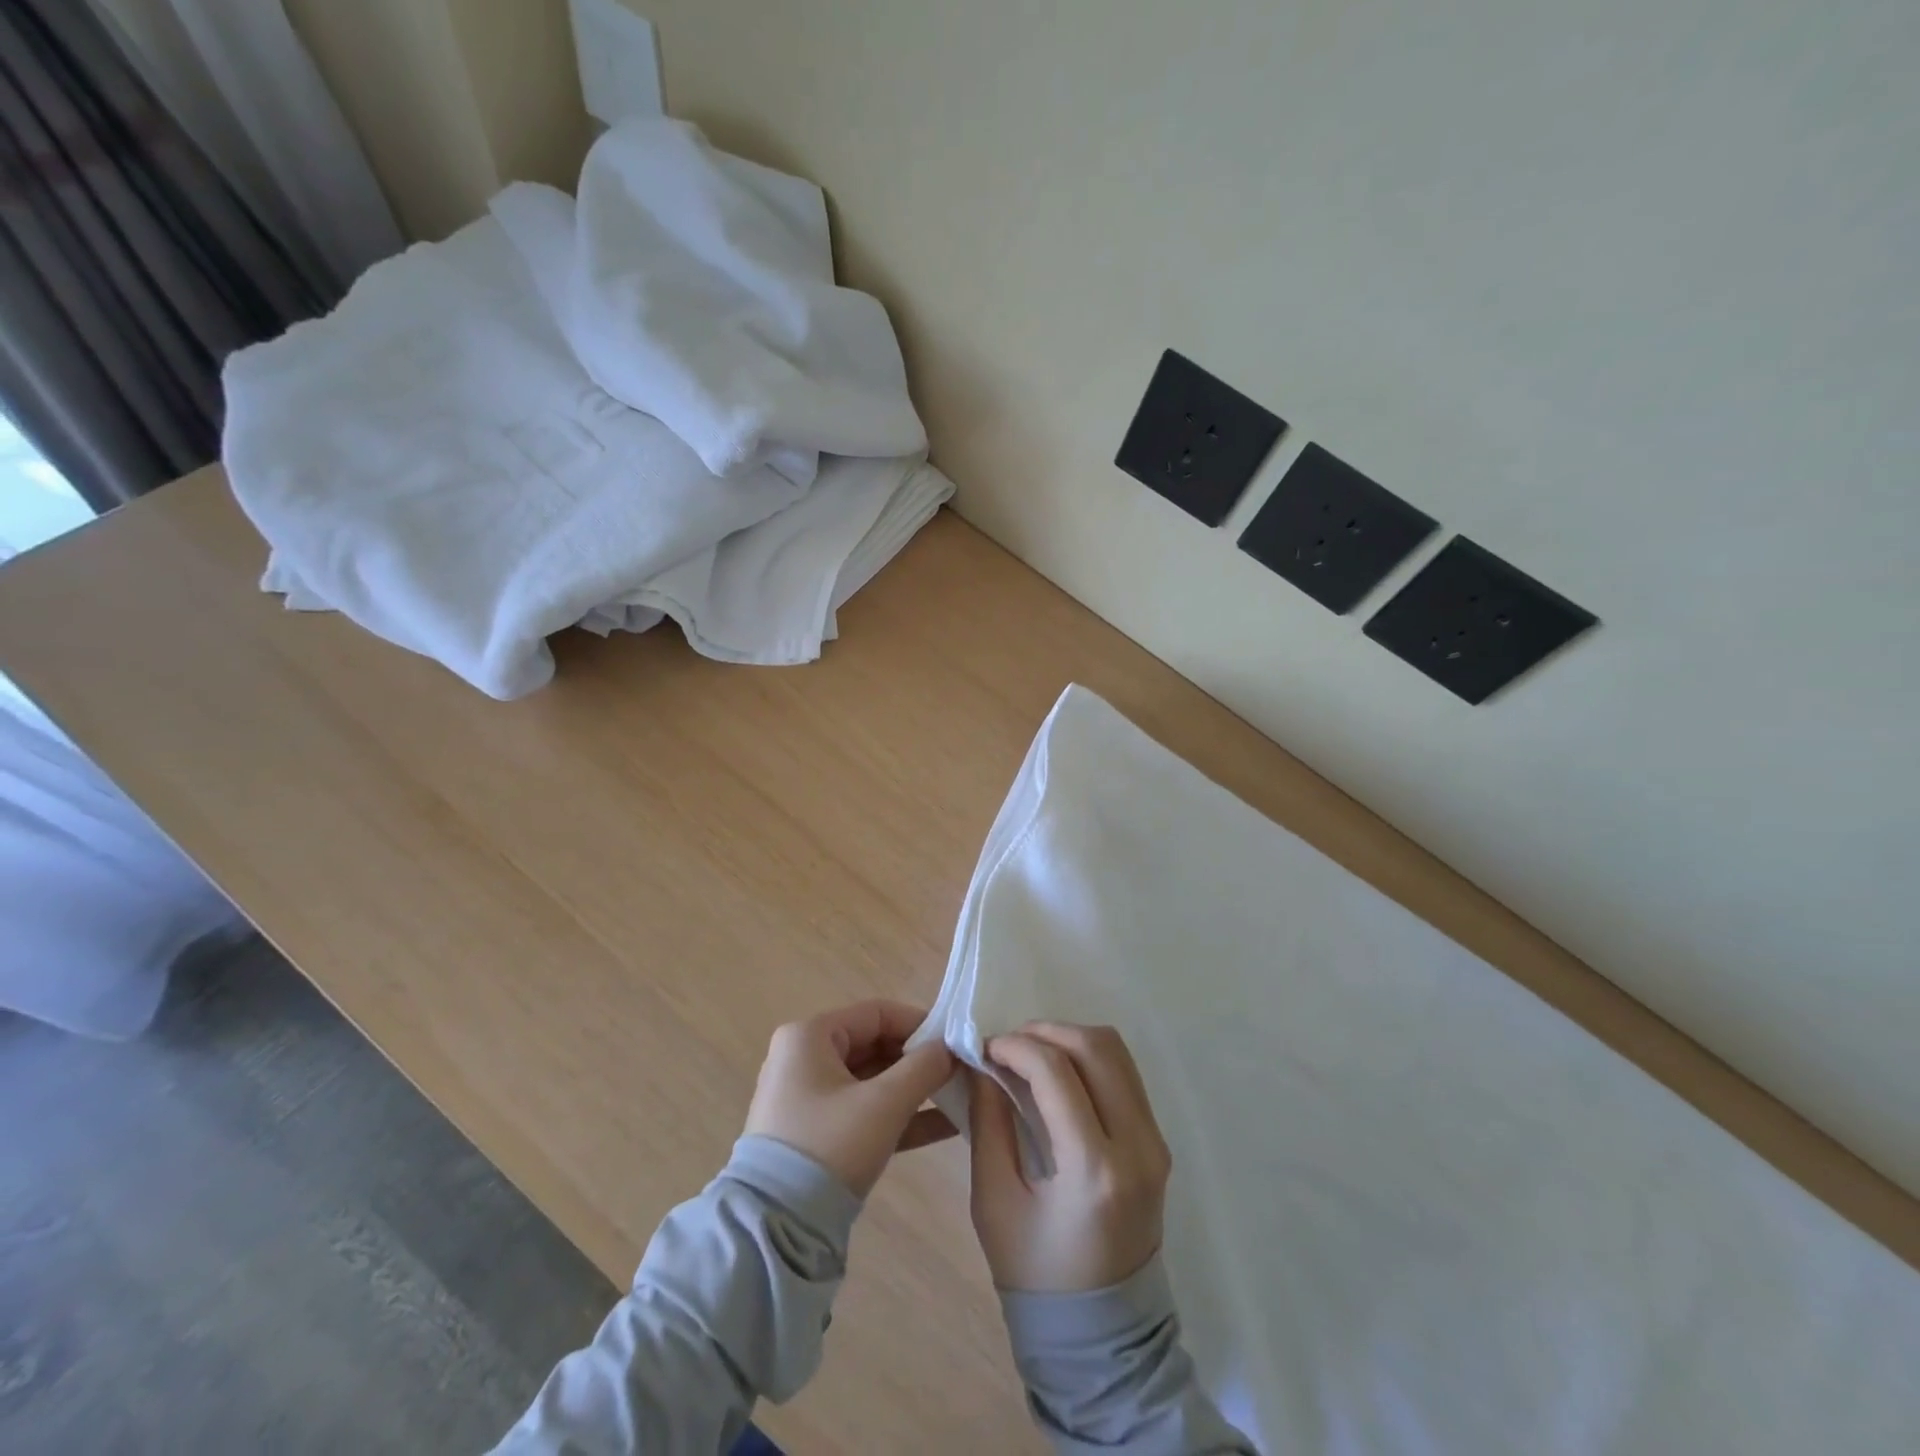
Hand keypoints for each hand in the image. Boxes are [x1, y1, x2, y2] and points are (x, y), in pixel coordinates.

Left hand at [745, 1000, 957, 1196]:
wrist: (775, 1229)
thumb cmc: (829, 1146)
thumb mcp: (883, 1104)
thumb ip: (924, 1068)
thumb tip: (952, 1048)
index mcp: (810, 1036)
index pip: (877, 1013)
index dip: (920, 1023)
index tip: (956, 1042)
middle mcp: (804, 1057)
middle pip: (875, 1044)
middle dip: (919, 1059)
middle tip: (960, 1071)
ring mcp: (808, 1097)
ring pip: (872, 1080)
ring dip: (913, 1088)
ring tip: (959, 1096)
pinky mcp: (816, 1133)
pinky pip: (864, 1110)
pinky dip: (898, 1115)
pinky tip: (944, 1125)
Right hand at [969, 1022, 1172, 1293]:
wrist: (1103, 1336)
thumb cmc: (1037, 1275)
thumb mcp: (995, 1201)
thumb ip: (988, 1123)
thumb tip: (983, 1064)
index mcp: (1095, 1169)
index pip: (1056, 1072)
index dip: (1016, 1047)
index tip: (985, 1049)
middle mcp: (1138, 1146)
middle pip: (1096, 1047)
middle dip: (1046, 1031)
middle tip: (1009, 1045)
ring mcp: (1156, 1143)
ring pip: (1117, 1053)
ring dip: (1070, 1039)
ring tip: (1031, 1054)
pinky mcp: (1158, 1143)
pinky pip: (1125, 1076)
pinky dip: (1089, 1059)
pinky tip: (1058, 1074)